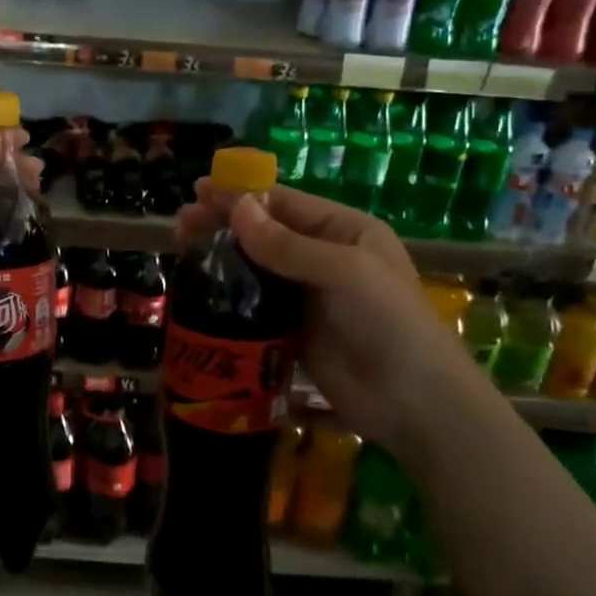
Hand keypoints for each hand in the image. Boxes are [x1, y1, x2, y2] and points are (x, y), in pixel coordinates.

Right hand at [175, 184, 482, 452]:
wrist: (413, 404)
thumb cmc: (388, 322)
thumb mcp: (343, 271)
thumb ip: (287, 244)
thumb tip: (237, 207)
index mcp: (344, 231)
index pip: (284, 203)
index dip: (241, 194)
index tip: (199, 191)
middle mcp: (323, 257)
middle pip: (264, 232)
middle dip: (223, 224)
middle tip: (182, 224)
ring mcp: (307, 296)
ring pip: (255, 268)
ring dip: (221, 257)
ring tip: (181, 251)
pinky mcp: (292, 331)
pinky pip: (255, 305)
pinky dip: (228, 295)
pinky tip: (200, 292)